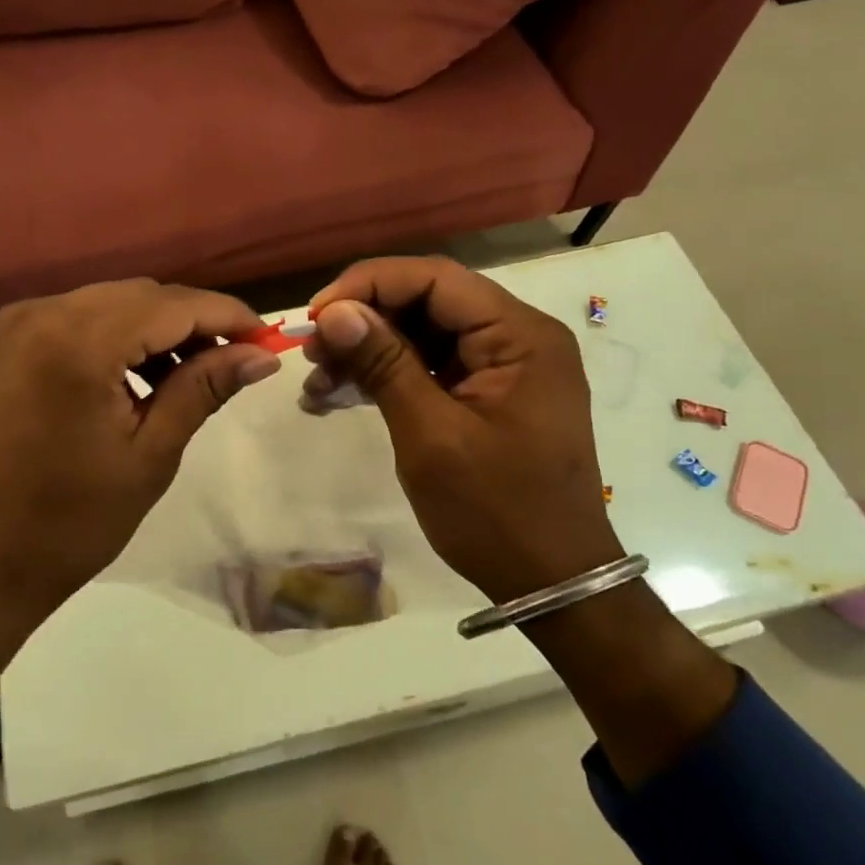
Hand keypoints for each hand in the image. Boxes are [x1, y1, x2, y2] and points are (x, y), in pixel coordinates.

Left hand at [0, 278, 280, 626]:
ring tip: (179, 376)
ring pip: (102, 304)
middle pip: (137, 295)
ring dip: (148, 328)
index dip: (226, 315)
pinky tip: (124, 377)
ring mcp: (7, 326)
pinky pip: (65, 321)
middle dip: (189, 321)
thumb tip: (261, 355)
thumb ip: (204, 389)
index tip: (265, 337)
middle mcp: (38, 314)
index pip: (172, 304)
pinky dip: (105, 337)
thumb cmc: (67, 525)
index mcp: (77, 342)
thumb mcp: (149, 455)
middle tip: (228, 361)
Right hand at [303, 256, 621, 602]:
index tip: (318, 315)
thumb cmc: (497, 513)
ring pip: (422, 333)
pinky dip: (386, 376)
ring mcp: (503, 366)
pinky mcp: (487, 392)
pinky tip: (340, 395)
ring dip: (368, 350)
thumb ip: (384, 364)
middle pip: (427, 301)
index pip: (435, 278)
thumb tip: (334, 312)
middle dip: (364, 320)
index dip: (370, 285)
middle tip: (312, 352)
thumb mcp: (431, 436)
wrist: (552, 585)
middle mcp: (517, 337)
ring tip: (317, 381)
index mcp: (520, 336)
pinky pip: (430, 365)